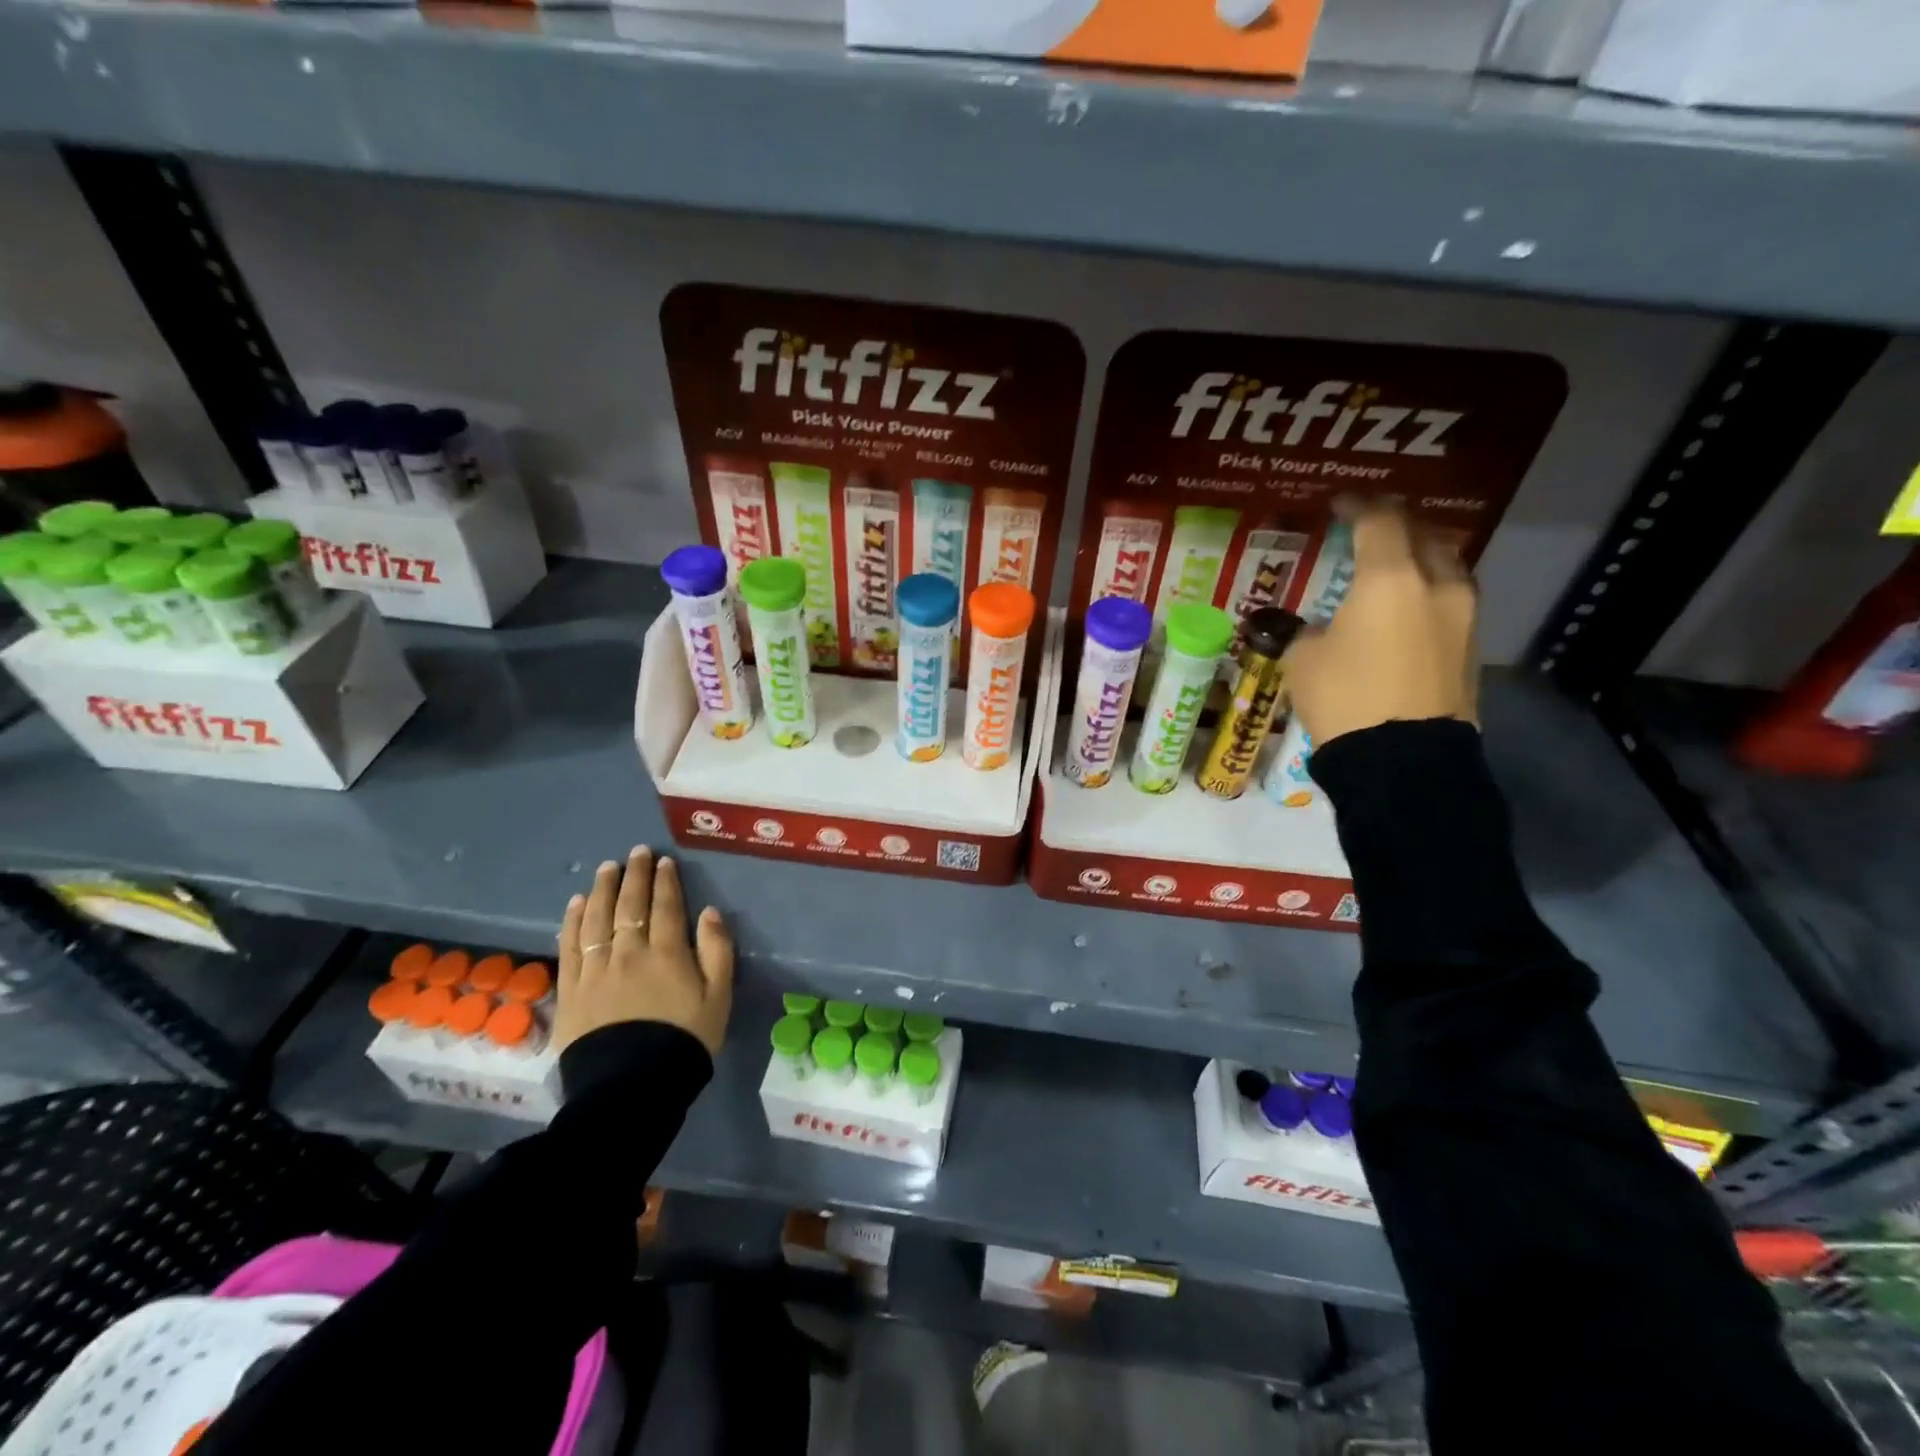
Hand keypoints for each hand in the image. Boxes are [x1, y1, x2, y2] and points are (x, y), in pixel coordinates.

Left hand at [554, 846, 733, 1056]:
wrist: (632, 1088)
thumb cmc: (684, 1040)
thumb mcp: (719, 997)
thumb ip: (717, 951)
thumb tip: (709, 912)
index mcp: (668, 953)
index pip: (666, 906)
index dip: (666, 881)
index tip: (664, 862)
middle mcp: (629, 952)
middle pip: (630, 905)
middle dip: (635, 875)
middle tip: (637, 853)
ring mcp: (596, 969)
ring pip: (598, 918)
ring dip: (603, 889)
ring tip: (607, 868)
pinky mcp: (571, 989)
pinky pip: (570, 945)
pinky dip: (573, 921)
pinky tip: (576, 904)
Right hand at [1283, 501, 1478, 746]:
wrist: (1403, 760)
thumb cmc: (1344, 699)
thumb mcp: (1304, 660)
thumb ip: (1310, 631)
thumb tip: (1322, 628)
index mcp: (1390, 579)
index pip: (1378, 521)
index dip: (1357, 505)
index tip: (1338, 503)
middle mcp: (1437, 585)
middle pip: (1423, 534)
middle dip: (1395, 525)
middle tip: (1369, 528)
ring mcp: (1464, 616)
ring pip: (1446, 566)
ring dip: (1419, 558)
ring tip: (1393, 566)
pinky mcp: (1471, 647)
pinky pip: (1451, 601)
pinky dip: (1429, 593)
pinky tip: (1407, 608)